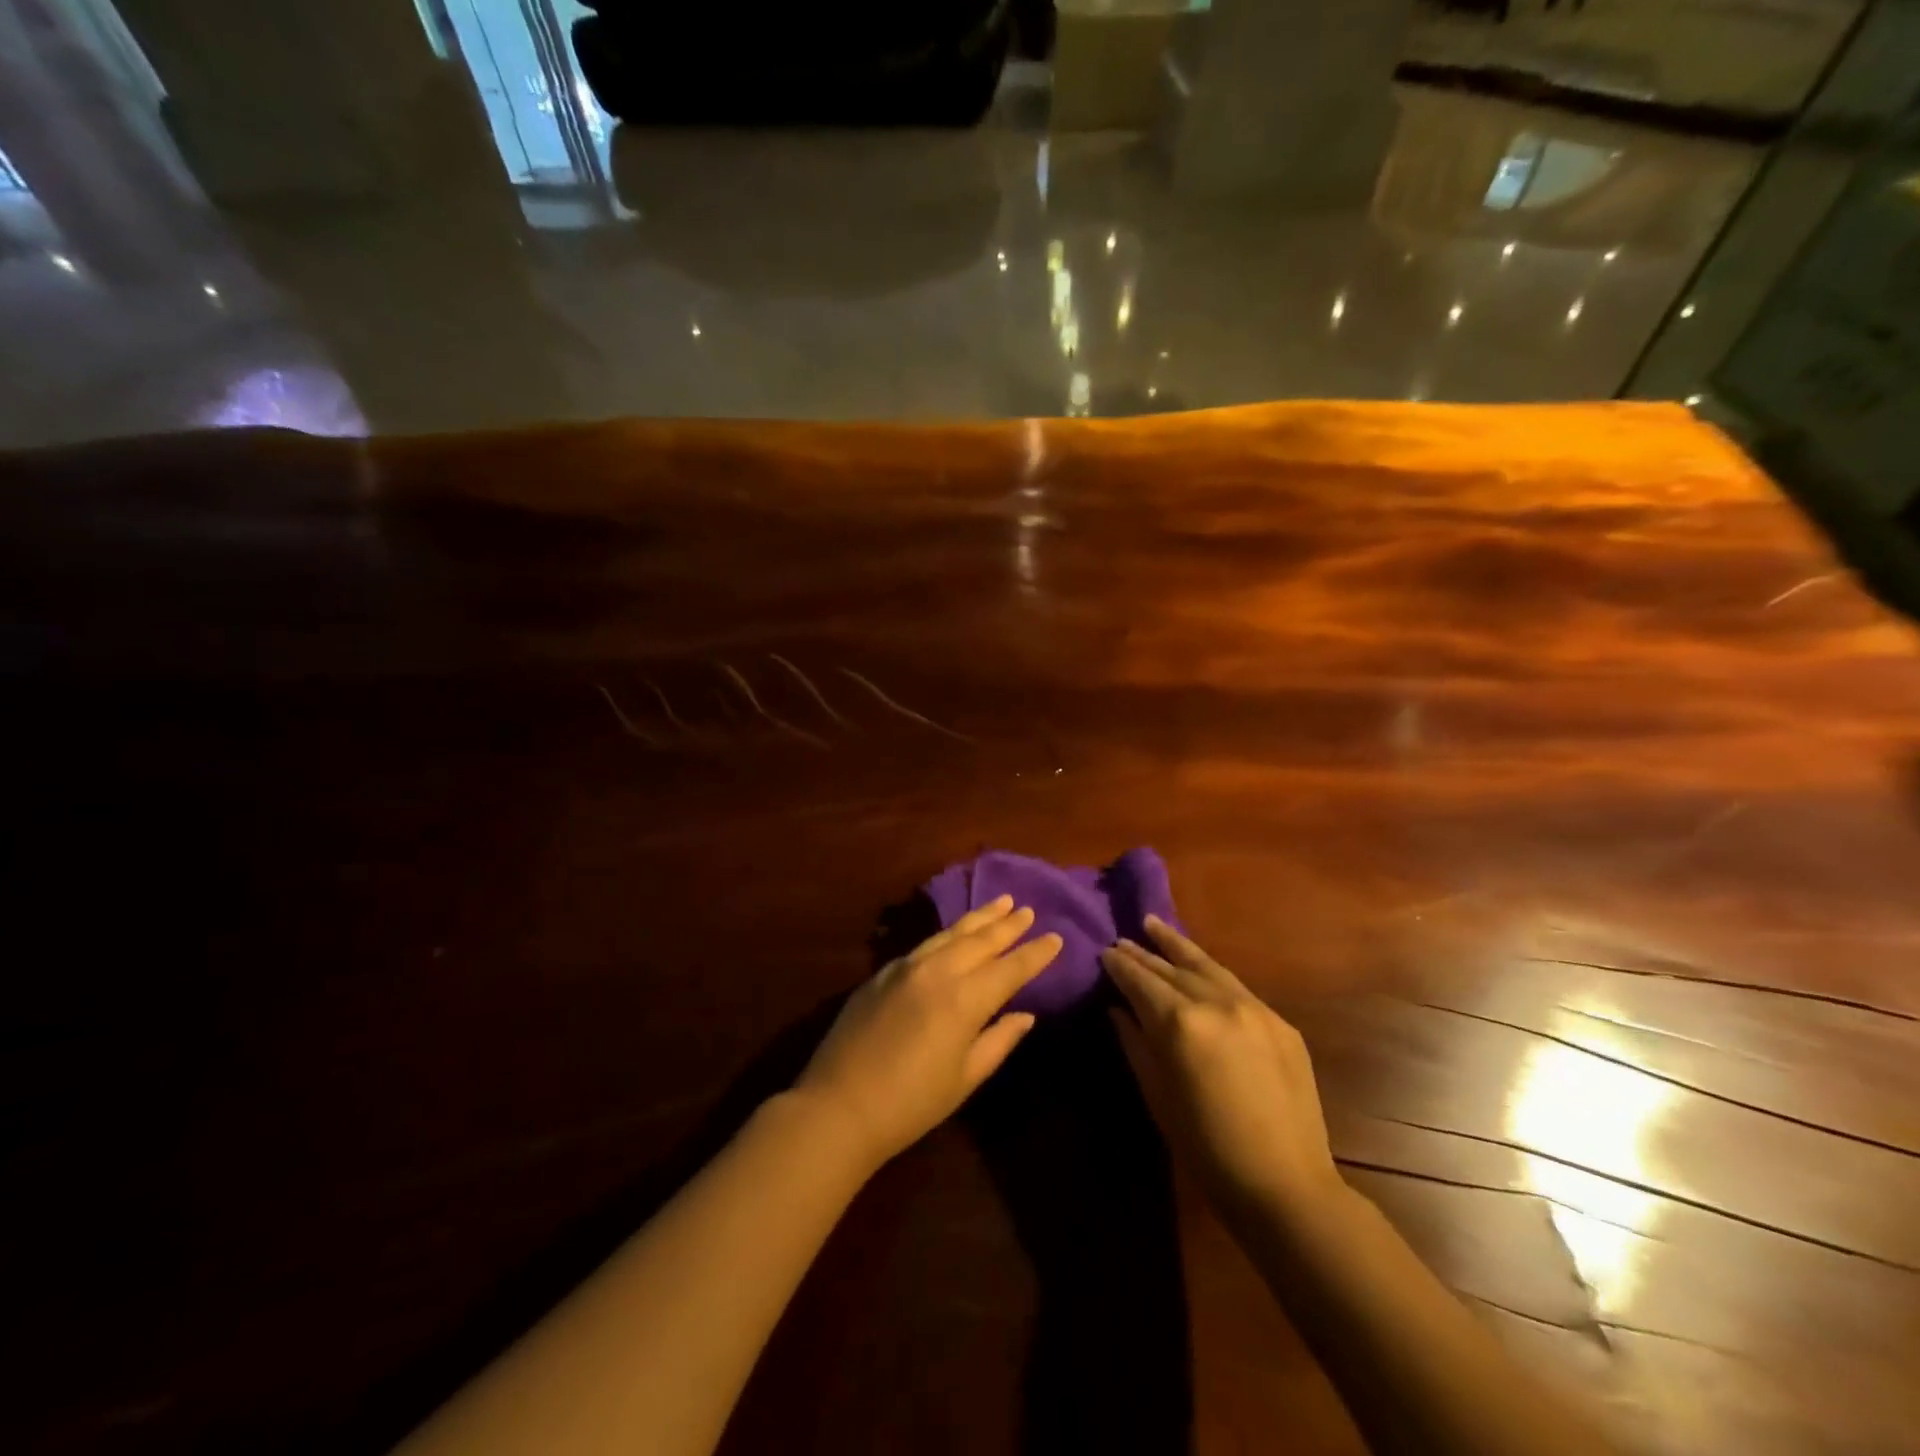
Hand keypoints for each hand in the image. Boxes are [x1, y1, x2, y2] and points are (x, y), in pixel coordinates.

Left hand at [795, 896, 1061, 1171]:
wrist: (839, 1106)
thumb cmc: (911, 1103)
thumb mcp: (964, 1078)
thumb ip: (998, 1041)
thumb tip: (1025, 1015)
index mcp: (964, 999)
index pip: (1010, 968)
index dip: (1035, 954)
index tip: (1056, 938)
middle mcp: (937, 971)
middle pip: (981, 940)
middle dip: (1007, 925)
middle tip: (1028, 910)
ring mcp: (906, 967)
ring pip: (951, 933)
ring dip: (978, 918)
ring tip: (1000, 904)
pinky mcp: (883, 972)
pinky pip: (925, 944)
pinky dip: (948, 934)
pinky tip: (955, 933)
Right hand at [1102, 917, 1341, 1217]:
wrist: (1286, 1184)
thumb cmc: (1206, 1148)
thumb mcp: (1158, 1095)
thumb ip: (1136, 1043)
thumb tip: (1118, 1009)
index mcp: (1181, 1023)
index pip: (1141, 980)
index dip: (1120, 965)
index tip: (1104, 951)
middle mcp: (1217, 1002)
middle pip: (1171, 968)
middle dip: (1144, 953)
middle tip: (1122, 940)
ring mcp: (1253, 1008)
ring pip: (1206, 965)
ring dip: (1177, 945)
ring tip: (1154, 925)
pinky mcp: (1279, 1021)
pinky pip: (1235, 986)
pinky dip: (1210, 972)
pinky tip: (1198, 968)